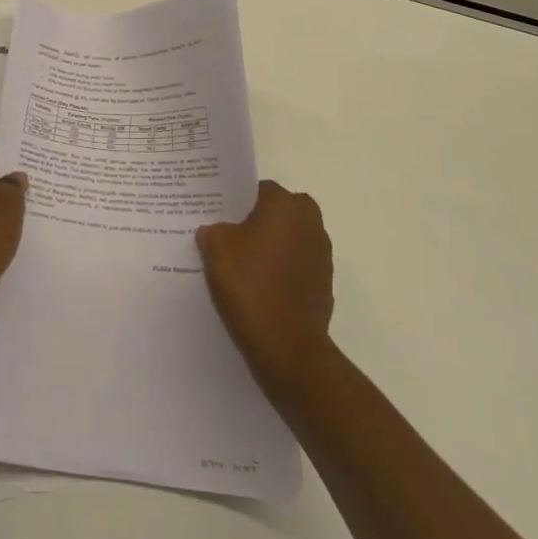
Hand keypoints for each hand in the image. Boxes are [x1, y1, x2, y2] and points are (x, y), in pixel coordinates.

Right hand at [197, 180, 334, 392]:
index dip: (237, 202)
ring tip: (243, 267)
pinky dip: (282, 272)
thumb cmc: (251, 285)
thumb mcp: (216, 248)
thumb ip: (213, 230)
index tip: (220, 217)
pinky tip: (260, 289)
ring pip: (288, 239)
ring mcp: (322, 254)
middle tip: (230, 239)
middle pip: (277, 213)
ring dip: (271, 247)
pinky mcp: (325, 284)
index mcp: (286, 204)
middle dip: (257, 223)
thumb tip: (214, 230)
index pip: (258, 190)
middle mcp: (310, 221)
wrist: (287, 348)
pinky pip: (297, 266)